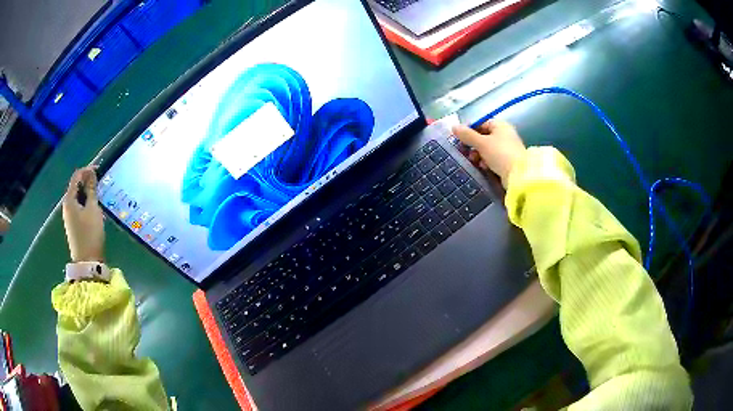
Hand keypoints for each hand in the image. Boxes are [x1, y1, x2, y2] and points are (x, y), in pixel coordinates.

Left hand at [62, 167, 104, 261]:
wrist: (87, 262)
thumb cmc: (90, 234)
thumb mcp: (93, 209)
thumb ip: (91, 190)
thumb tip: (91, 173)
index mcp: (69, 199)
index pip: (76, 177)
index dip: (86, 170)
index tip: (99, 169)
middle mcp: (67, 206)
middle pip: (76, 187)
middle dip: (87, 182)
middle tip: (100, 182)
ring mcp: (69, 216)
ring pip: (78, 197)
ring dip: (87, 193)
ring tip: (98, 193)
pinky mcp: (73, 225)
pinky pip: (79, 207)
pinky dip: (86, 202)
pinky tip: (94, 207)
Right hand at [452, 120, 525, 187]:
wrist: (519, 175)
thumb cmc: (500, 154)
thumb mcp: (481, 143)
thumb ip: (467, 135)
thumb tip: (454, 127)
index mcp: (500, 125)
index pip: (480, 123)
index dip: (469, 130)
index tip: (459, 139)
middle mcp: (505, 134)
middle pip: (484, 136)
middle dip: (473, 145)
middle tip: (466, 152)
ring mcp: (508, 148)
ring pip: (488, 148)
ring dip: (479, 154)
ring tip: (474, 161)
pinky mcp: (508, 161)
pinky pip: (494, 158)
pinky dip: (487, 162)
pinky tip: (484, 167)